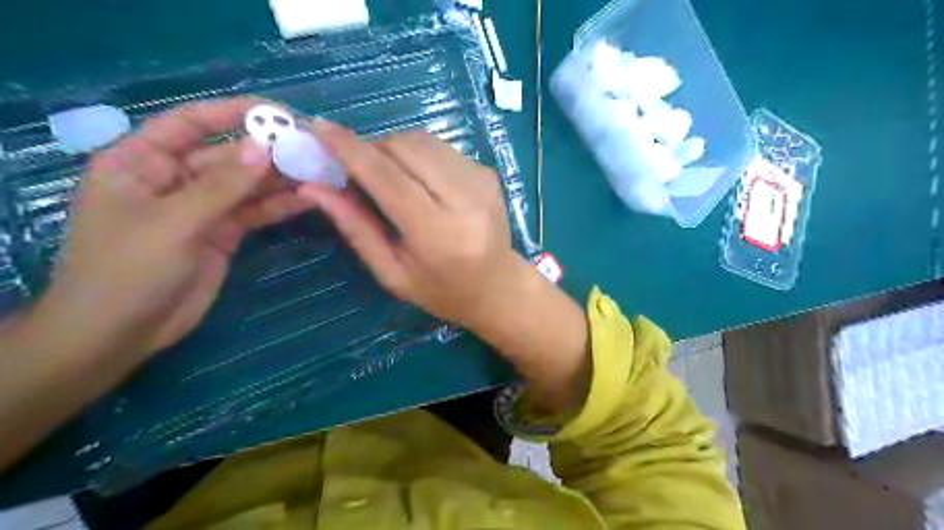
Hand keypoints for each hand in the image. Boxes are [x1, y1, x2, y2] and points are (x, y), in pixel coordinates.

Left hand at [33, 96, 312, 361]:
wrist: (123, 331)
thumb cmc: (128, 269)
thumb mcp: (173, 222)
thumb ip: (222, 185)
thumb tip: (263, 148)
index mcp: (141, 162)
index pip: (189, 124)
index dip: (231, 114)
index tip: (277, 113)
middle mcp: (174, 179)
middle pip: (227, 156)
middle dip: (267, 152)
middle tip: (311, 148)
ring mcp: (201, 209)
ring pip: (246, 185)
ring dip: (279, 179)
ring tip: (318, 171)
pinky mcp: (222, 234)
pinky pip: (254, 212)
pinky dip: (279, 206)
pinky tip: (308, 199)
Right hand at [299, 122, 588, 412]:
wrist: (498, 286)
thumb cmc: (442, 291)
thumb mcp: (393, 273)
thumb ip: (356, 228)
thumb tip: (313, 188)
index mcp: (438, 233)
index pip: (388, 178)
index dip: (350, 150)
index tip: (317, 129)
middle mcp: (465, 199)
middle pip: (405, 147)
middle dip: (371, 149)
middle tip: (355, 169)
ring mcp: (481, 180)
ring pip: (422, 140)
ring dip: (393, 149)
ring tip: (387, 177)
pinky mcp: (488, 171)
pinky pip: (439, 147)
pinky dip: (417, 155)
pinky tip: (418, 181)